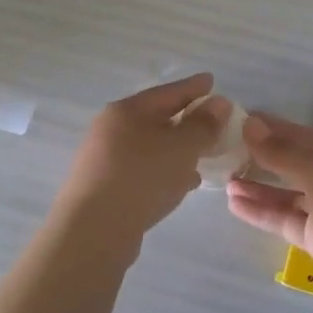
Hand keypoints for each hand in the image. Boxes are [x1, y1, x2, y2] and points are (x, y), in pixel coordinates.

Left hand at [49, 73, 229, 258]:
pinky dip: (164, 169)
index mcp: (128, 110)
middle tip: (211, 121)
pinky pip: (143, 168)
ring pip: (150, 146)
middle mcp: (111, 128)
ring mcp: (104, 158)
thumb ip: (203, 125)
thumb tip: (218, 103)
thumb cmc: (142, 177)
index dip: (193, 87)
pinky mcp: (105, 185)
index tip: (211, 81)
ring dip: (176, 149)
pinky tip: (181, 183)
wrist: (94, 230)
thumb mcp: (182, 147)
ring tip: (202, 156)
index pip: (168, 92)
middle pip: (156, 117)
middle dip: (185, 119)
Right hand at [227, 114, 312, 312]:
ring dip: (255, 185)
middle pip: (290, 161)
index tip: (232, 119)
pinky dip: (260, 211)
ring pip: (284, 192)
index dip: (267, 126)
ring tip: (221, 178)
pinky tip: (233, 203)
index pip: (297, 133)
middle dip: (258, 155)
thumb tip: (250, 124)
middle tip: (219, 149)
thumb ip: (283, 152)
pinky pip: (284, 219)